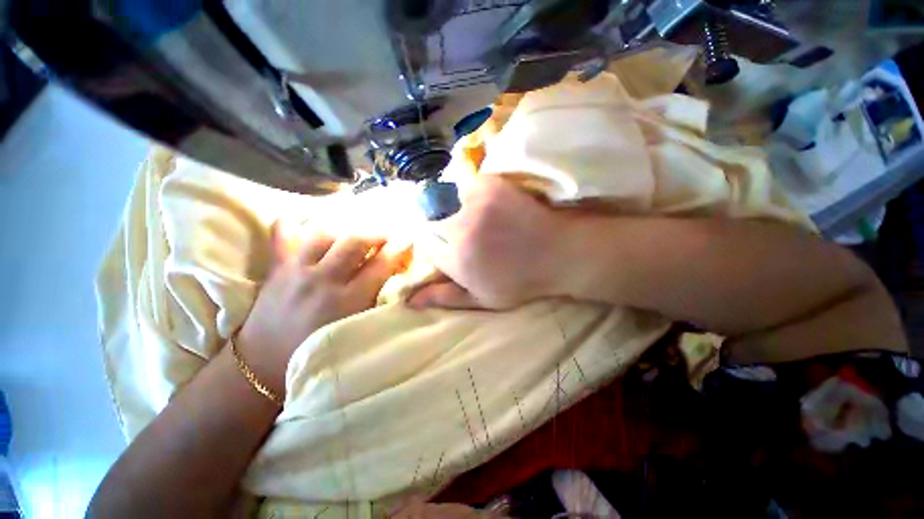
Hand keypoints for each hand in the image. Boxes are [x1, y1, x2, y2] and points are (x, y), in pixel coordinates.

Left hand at [236, 225, 399, 394]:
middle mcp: (323, 281)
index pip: (380, 265)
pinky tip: (302, 219)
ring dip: (345, 232)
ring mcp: (296, 271)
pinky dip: (292, 225)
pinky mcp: (277, 270)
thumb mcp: (356, 333)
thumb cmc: (317, 354)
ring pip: (325, 235)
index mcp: (347, 301)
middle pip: (354, 242)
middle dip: (376, 234)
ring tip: (355, 236)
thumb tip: (395, 280)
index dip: (398, 249)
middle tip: (386, 236)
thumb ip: (376, 305)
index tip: (408, 240)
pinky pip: (281, 236)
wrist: (262, 367)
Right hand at [410, 176, 574, 309]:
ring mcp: (474, 203)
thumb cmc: (520, 281)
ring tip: (472, 219)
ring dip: (451, 209)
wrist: (556, 252)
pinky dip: (466, 193)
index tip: (448, 246)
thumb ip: (445, 297)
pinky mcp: (488, 185)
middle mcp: (459, 229)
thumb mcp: (482, 299)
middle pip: (431, 221)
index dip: (434, 245)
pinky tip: (480, 204)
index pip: (425, 244)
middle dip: (440, 227)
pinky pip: (462, 185)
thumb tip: (409, 301)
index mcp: (456, 259)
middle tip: (462, 232)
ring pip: (444, 201)